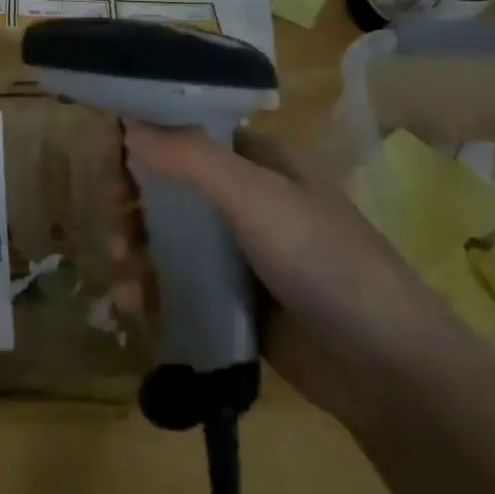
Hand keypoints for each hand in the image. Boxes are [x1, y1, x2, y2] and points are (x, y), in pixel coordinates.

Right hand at [122, 121, 460, 427]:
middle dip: (130, 203)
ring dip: (134, 250)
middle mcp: (244, 199)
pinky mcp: (231, 298)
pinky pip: (176, 282)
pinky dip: (150, 289)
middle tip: (112, 222)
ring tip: (124, 276)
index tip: (107, 155)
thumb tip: (127, 125)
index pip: (186, 132)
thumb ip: (189, 157)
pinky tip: (133, 305)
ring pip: (166, 237)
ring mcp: (237, 251)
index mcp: (257, 161)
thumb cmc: (323, 261)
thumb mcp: (255, 197)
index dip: (144, 138)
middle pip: (167, 185)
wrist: (387, 368)